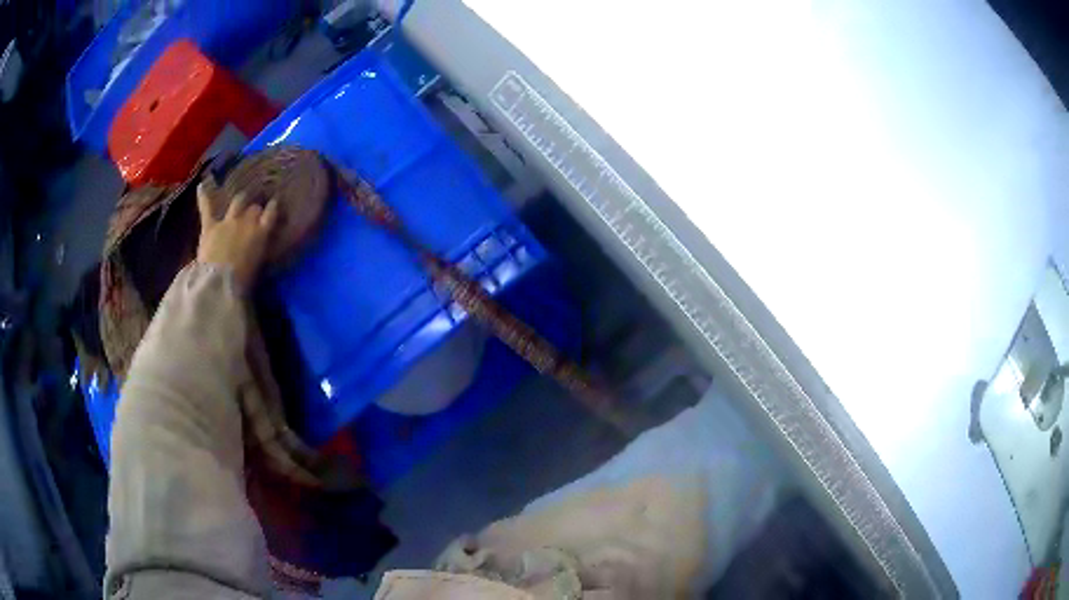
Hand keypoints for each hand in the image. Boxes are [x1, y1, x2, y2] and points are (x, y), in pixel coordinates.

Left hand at [196, 180, 279, 290]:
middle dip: (255, 209)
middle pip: (254, 208)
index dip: (273, 207)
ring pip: (237, 202)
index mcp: (261, 232)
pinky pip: (207, 208)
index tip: (274, 203)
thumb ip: (261, 251)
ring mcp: (227, 221)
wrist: (219, 281)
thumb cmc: (243, 280)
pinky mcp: (210, 226)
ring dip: (240, 200)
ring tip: (241, 199)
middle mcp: (246, 221)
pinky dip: (204, 197)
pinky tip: (201, 186)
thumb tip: (263, 248)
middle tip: (254, 212)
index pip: (271, 213)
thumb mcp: (258, 266)